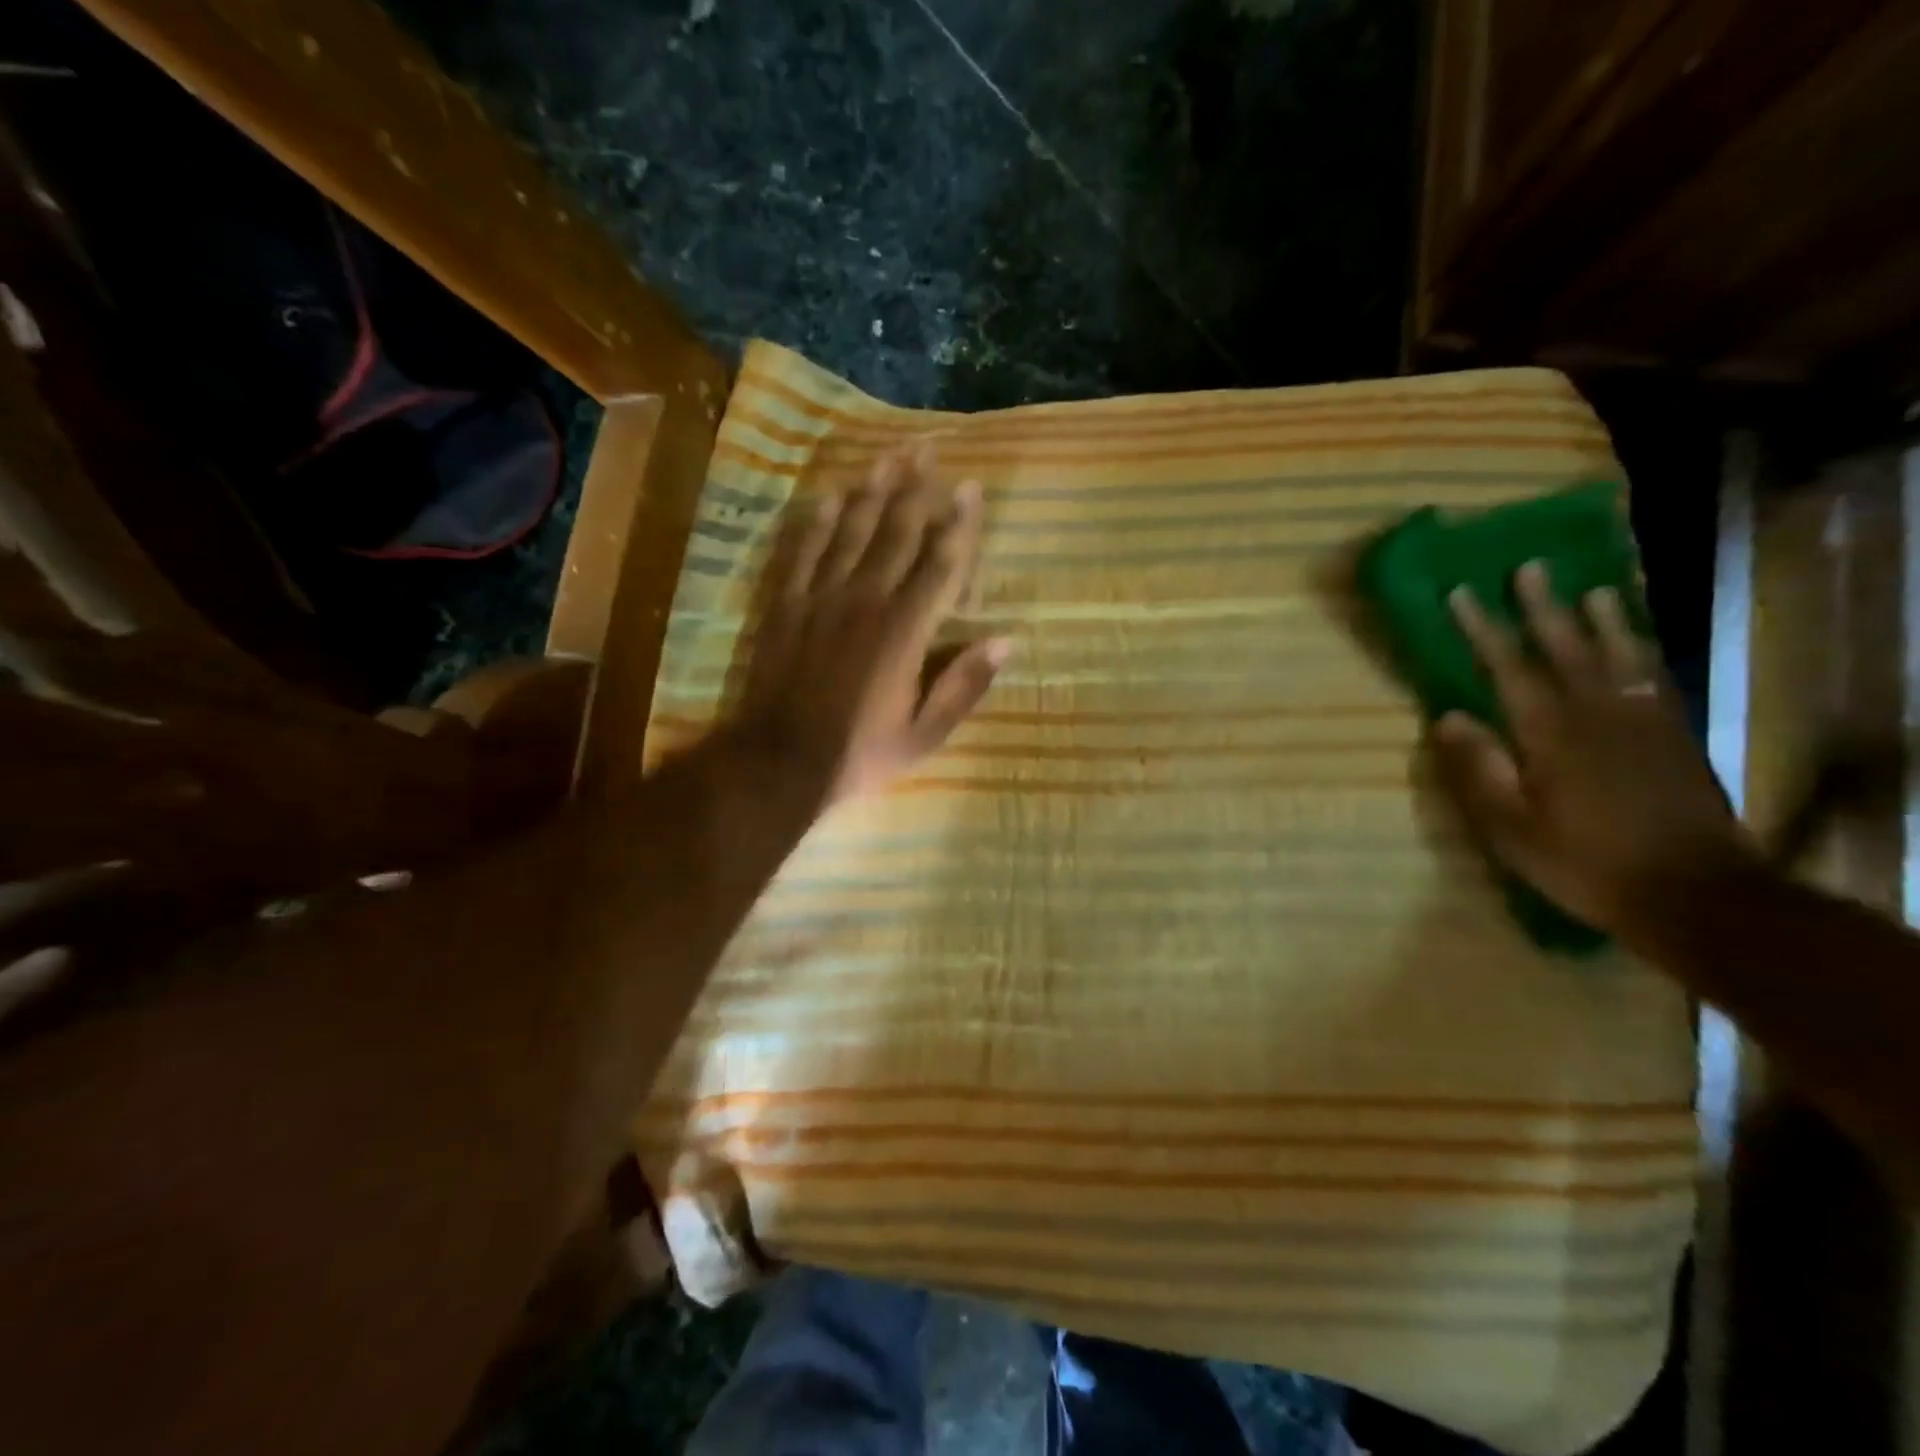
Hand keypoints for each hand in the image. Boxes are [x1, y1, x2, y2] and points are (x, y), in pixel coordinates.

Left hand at [727, 448, 1008, 803]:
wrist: (780, 762)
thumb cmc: (859, 753)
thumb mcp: (924, 735)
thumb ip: (964, 686)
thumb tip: (1005, 640)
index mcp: (905, 631)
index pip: (940, 565)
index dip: (958, 525)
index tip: (970, 488)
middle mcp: (865, 601)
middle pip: (894, 533)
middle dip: (915, 489)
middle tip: (927, 449)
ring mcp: (820, 598)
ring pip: (849, 531)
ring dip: (869, 491)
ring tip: (885, 457)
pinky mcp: (785, 606)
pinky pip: (800, 552)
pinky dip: (814, 521)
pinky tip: (825, 496)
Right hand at [1432, 560, 1755, 942]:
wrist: (1695, 893)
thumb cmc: (1585, 863)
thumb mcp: (1511, 828)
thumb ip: (1479, 769)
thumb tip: (1447, 716)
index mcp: (1551, 734)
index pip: (1508, 668)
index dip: (1483, 629)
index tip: (1461, 593)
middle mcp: (1598, 714)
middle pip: (1567, 648)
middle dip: (1543, 607)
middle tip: (1530, 569)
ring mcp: (1644, 723)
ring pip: (1620, 656)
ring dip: (1603, 620)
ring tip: (1592, 590)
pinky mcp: (1676, 738)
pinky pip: (1656, 680)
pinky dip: (1643, 653)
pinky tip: (1636, 645)